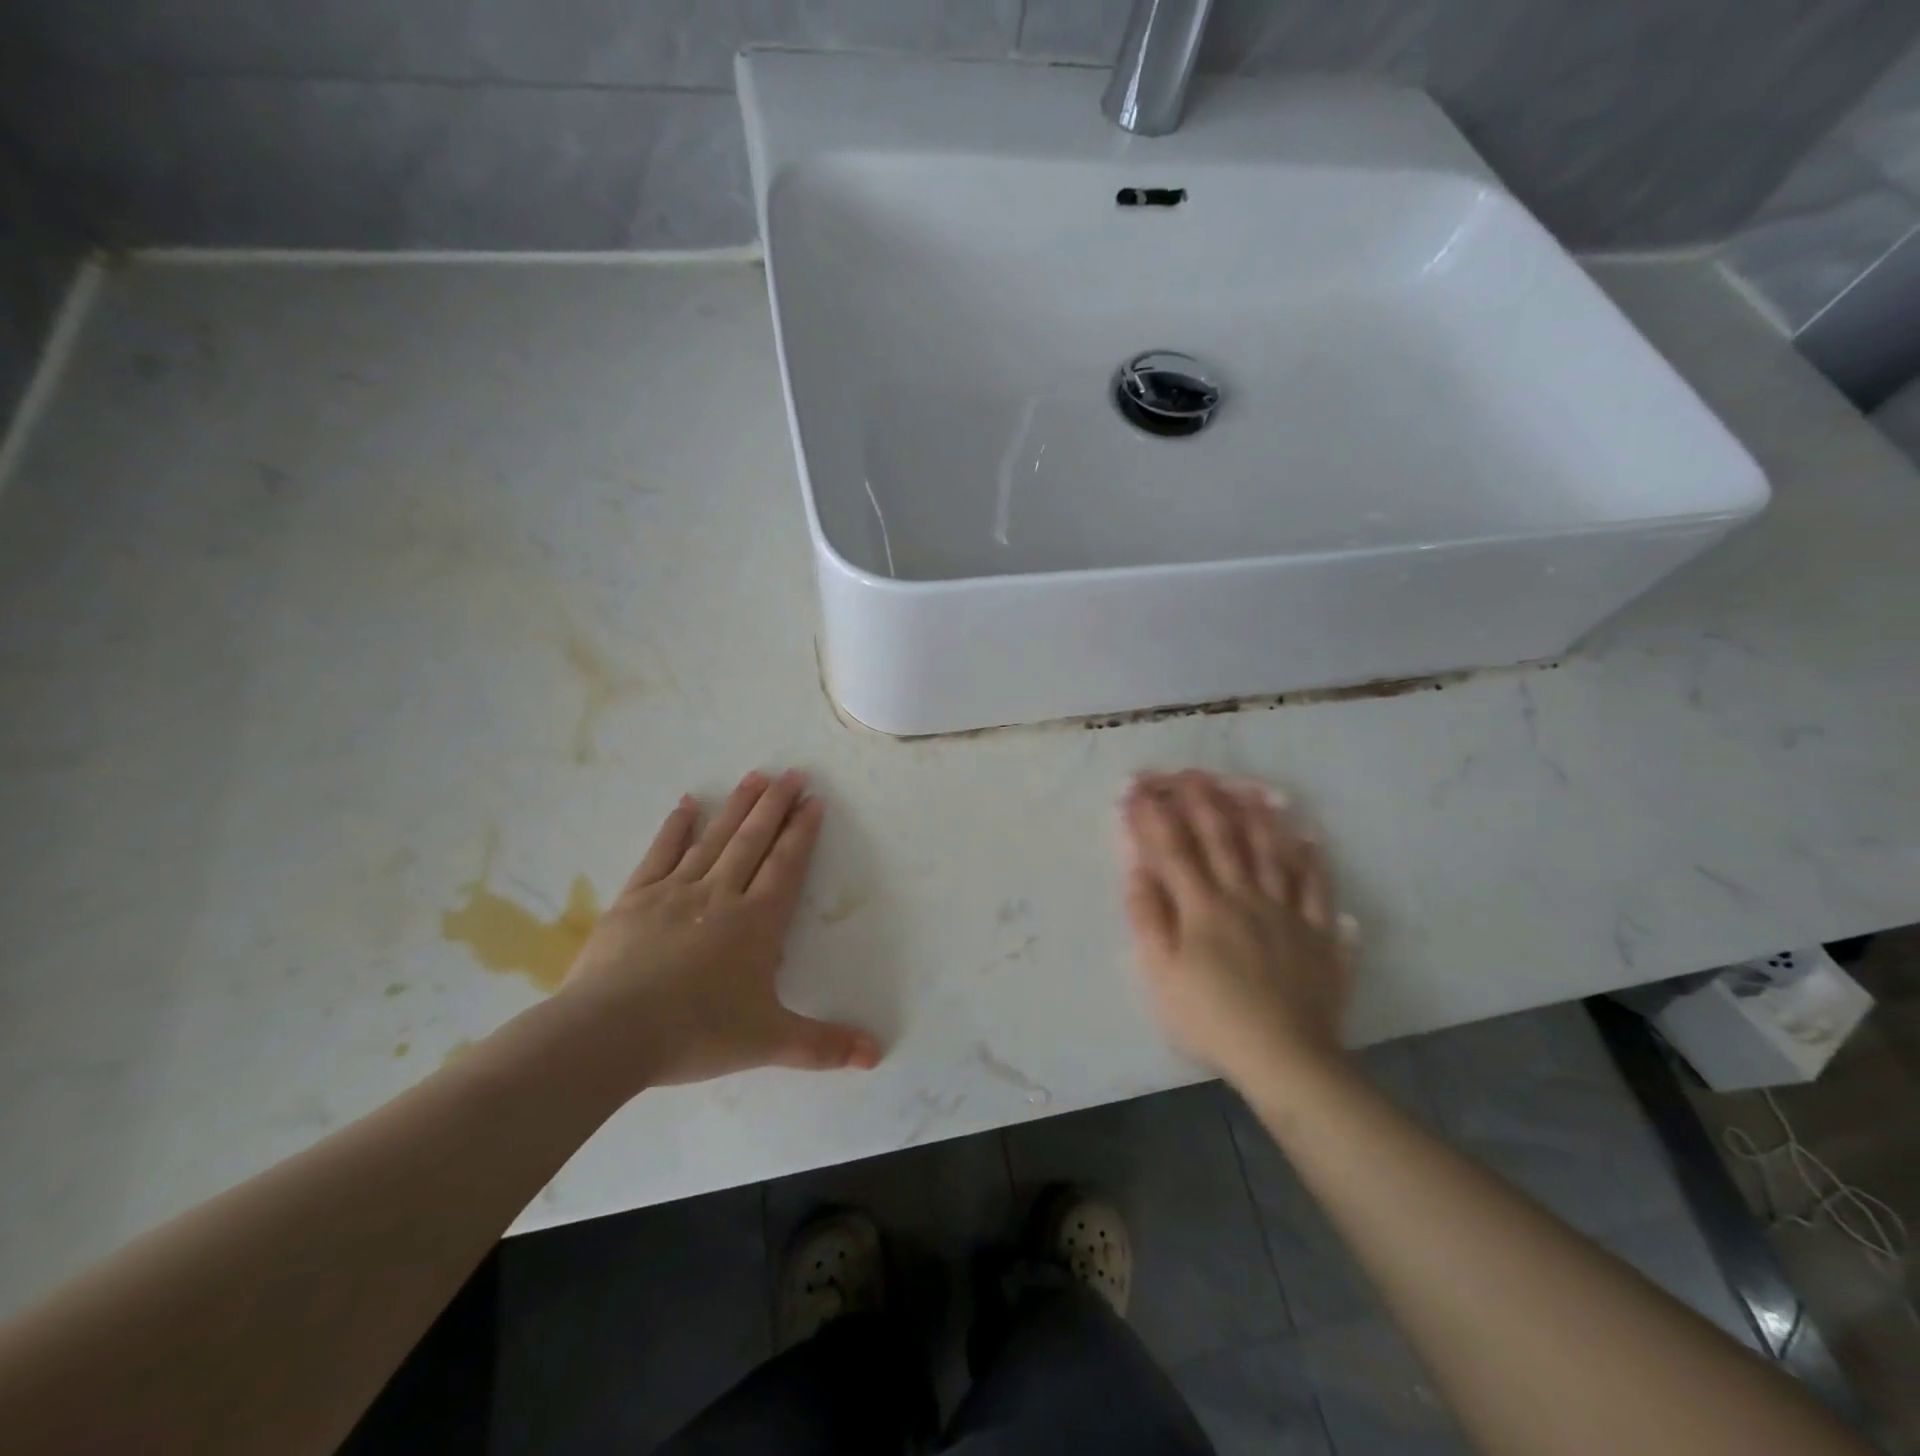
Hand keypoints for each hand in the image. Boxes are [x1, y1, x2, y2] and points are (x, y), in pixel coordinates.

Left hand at [556, 769, 881, 1088]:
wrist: (610, 1034)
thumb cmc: (696, 1033)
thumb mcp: (768, 1042)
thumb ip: (823, 1046)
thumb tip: (876, 1056)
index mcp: (756, 922)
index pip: (786, 865)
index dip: (802, 832)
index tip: (813, 800)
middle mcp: (721, 895)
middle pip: (754, 840)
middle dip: (776, 805)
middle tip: (792, 773)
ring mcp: (676, 892)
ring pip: (714, 839)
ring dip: (737, 806)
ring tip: (754, 776)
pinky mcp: (636, 898)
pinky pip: (661, 853)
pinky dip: (676, 827)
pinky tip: (687, 804)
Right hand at [1121, 770, 1351, 1086]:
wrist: (1285, 1058)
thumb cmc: (1211, 1018)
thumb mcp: (1161, 974)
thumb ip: (1148, 917)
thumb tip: (1138, 869)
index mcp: (1203, 906)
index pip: (1172, 848)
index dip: (1152, 815)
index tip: (1136, 788)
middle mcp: (1245, 896)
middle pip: (1223, 837)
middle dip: (1201, 799)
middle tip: (1188, 772)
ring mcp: (1287, 912)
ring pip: (1272, 851)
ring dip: (1257, 815)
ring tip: (1247, 786)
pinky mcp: (1319, 934)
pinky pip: (1318, 888)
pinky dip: (1312, 860)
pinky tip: (1309, 840)